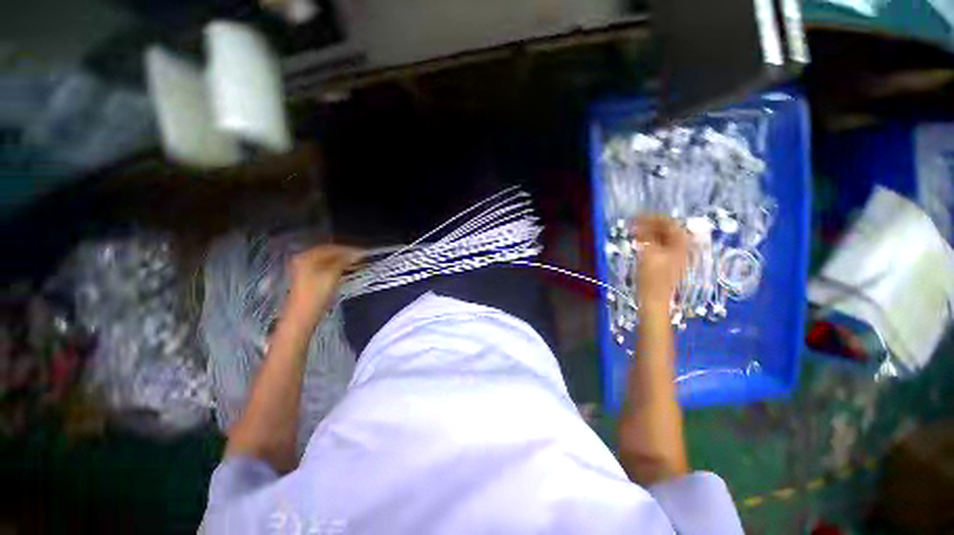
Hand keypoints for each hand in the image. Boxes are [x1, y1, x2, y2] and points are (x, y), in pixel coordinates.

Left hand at [285, 244, 362, 327]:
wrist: (304, 314)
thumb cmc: (317, 293)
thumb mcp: (332, 274)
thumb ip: (344, 260)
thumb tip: (356, 253)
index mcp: (307, 256)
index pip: (331, 247)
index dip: (348, 249)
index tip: (363, 252)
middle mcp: (304, 259)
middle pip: (329, 252)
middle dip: (345, 254)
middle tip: (361, 257)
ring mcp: (305, 268)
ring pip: (328, 260)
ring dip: (343, 261)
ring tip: (357, 263)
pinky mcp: (309, 277)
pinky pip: (326, 266)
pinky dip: (337, 267)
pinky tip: (347, 269)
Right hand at [632, 217, 687, 313]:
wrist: (654, 300)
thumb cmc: (651, 278)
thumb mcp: (648, 254)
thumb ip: (648, 237)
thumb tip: (642, 224)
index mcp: (680, 245)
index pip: (669, 223)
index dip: (653, 217)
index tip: (636, 216)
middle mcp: (680, 248)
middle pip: (667, 230)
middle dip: (650, 224)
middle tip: (633, 223)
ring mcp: (674, 256)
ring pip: (662, 238)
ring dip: (648, 232)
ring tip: (634, 231)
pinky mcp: (666, 263)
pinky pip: (659, 246)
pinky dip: (649, 241)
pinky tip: (638, 242)